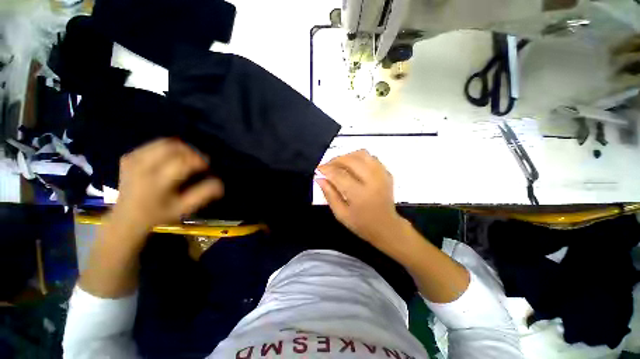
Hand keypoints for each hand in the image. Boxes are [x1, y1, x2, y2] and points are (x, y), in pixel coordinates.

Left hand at [111, 138, 223, 231]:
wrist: (126, 218)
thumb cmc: (159, 215)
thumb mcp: (184, 209)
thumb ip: (203, 195)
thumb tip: (219, 182)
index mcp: (157, 182)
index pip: (183, 162)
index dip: (199, 160)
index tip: (207, 166)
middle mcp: (143, 167)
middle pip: (172, 147)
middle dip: (191, 151)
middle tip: (199, 160)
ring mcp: (133, 160)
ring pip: (163, 142)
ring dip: (180, 147)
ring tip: (188, 157)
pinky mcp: (129, 157)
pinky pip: (153, 144)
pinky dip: (167, 147)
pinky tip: (171, 157)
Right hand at [317, 150, 404, 246]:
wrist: (386, 227)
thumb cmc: (361, 224)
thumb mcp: (341, 214)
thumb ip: (329, 195)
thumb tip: (319, 178)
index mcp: (360, 194)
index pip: (339, 175)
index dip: (326, 169)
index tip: (318, 169)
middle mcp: (372, 181)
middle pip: (351, 160)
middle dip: (335, 160)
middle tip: (327, 166)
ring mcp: (382, 175)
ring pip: (362, 154)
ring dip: (347, 156)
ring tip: (339, 164)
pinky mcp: (386, 173)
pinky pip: (371, 157)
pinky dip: (359, 158)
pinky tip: (353, 166)